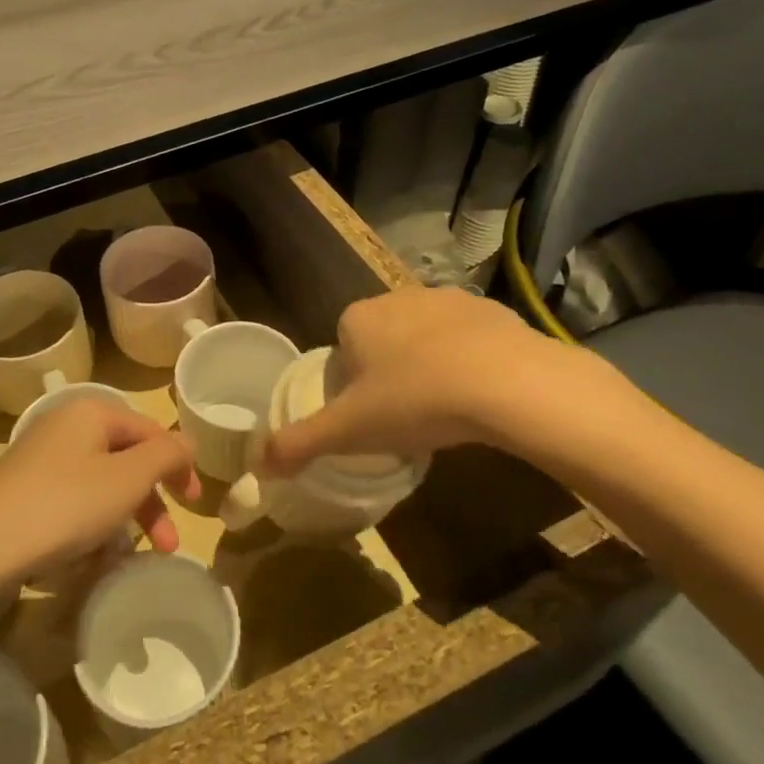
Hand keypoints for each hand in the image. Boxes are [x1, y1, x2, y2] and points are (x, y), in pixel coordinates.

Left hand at [0, 400, 200, 574]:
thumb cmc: (63, 506)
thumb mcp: (127, 479)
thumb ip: (166, 455)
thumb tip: (185, 442)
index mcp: (91, 412)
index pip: (150, 430)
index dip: (178, 464)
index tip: (194, 504)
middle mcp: (65, 426)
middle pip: (126, 458)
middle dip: (151, 502)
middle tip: (168, 544)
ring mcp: (40, 458)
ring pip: (100, 483)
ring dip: (125, 519)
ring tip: (132, 559)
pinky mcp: (23, 490)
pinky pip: (72, 501)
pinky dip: (91, 526)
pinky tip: (91, 559)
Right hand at [263, 287, 646, 473]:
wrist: (507, 383)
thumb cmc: (415, 401)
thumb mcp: (349, 431)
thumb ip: (299, 443)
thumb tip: (256, 466)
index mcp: (358, 318)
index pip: (342, 348)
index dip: (352, 384)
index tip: (370, 416)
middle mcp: (398, 298)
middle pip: (383, 341)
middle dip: (390, 373)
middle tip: (406, 417)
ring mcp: (448, 299)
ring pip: (426, 337)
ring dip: (430, 365)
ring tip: (446, 409)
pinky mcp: (492, 310)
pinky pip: (470, 338)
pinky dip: (471, 361)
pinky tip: (482, 395)